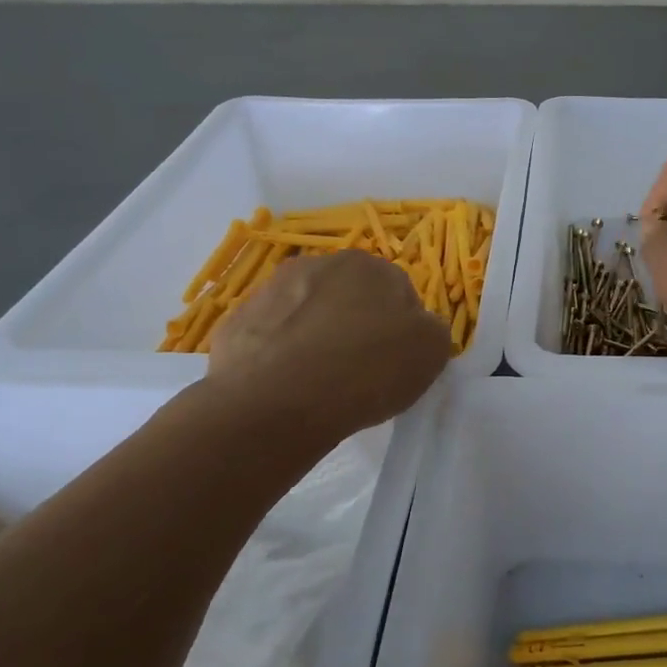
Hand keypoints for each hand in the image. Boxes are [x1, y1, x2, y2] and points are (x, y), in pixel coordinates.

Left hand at [208, 249, 451, 436]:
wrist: (276, 402)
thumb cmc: (366, 370)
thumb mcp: (431, 352)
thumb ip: (430, 330)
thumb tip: (416, 327)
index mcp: (369, 266)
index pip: (398, 292)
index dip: (401, 329)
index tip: (396, 362)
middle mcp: (318, 265)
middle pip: (348, 297)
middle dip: (355, 325)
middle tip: (359, 370)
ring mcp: (269, 291)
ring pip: (304, 313)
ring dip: (314, 337)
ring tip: (318, 383)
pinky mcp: (235, 323)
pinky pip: (269, 338)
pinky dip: (277, 356)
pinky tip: (284, 387)